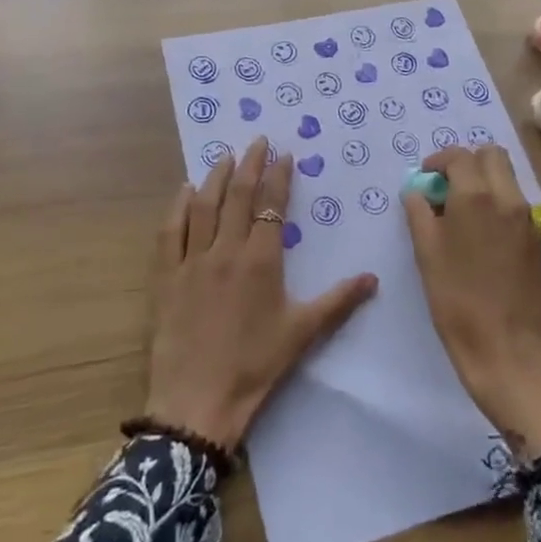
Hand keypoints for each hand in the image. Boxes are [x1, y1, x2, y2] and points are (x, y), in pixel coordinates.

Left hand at [145, 137, 378, 450]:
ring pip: (204, 206)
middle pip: (237, 196)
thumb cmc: (254, 366)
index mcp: (261, 261)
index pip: (271, 207)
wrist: (197, 400)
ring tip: (224, 156)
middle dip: (249, 164)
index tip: (284, 155)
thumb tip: (373, 278)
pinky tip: (185, 191)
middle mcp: (226, 251)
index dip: (279, 178)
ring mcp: (192, 261)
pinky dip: (179, 207)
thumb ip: (338, 301)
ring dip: (215, 177)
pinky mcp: (167, 276)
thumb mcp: (302, 333)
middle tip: (257, 140)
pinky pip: (171, 231)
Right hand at [403, 145, 540, 463]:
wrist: (508, 350)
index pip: (459, 156)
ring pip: (507, 177)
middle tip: (445, 187)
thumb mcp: (426, 253)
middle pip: (491, 155)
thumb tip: (418, 192)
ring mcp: (529, 219)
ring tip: (460, 212)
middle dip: (466, 162)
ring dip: (483, 181)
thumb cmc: (457, 301)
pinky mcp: (538, 240)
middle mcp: (509, 198)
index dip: (438, 161)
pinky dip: (497, 202)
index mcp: (477, 196)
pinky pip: (516, 203)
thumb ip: (419, 212)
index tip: (424, 179)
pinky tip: (479, 234)